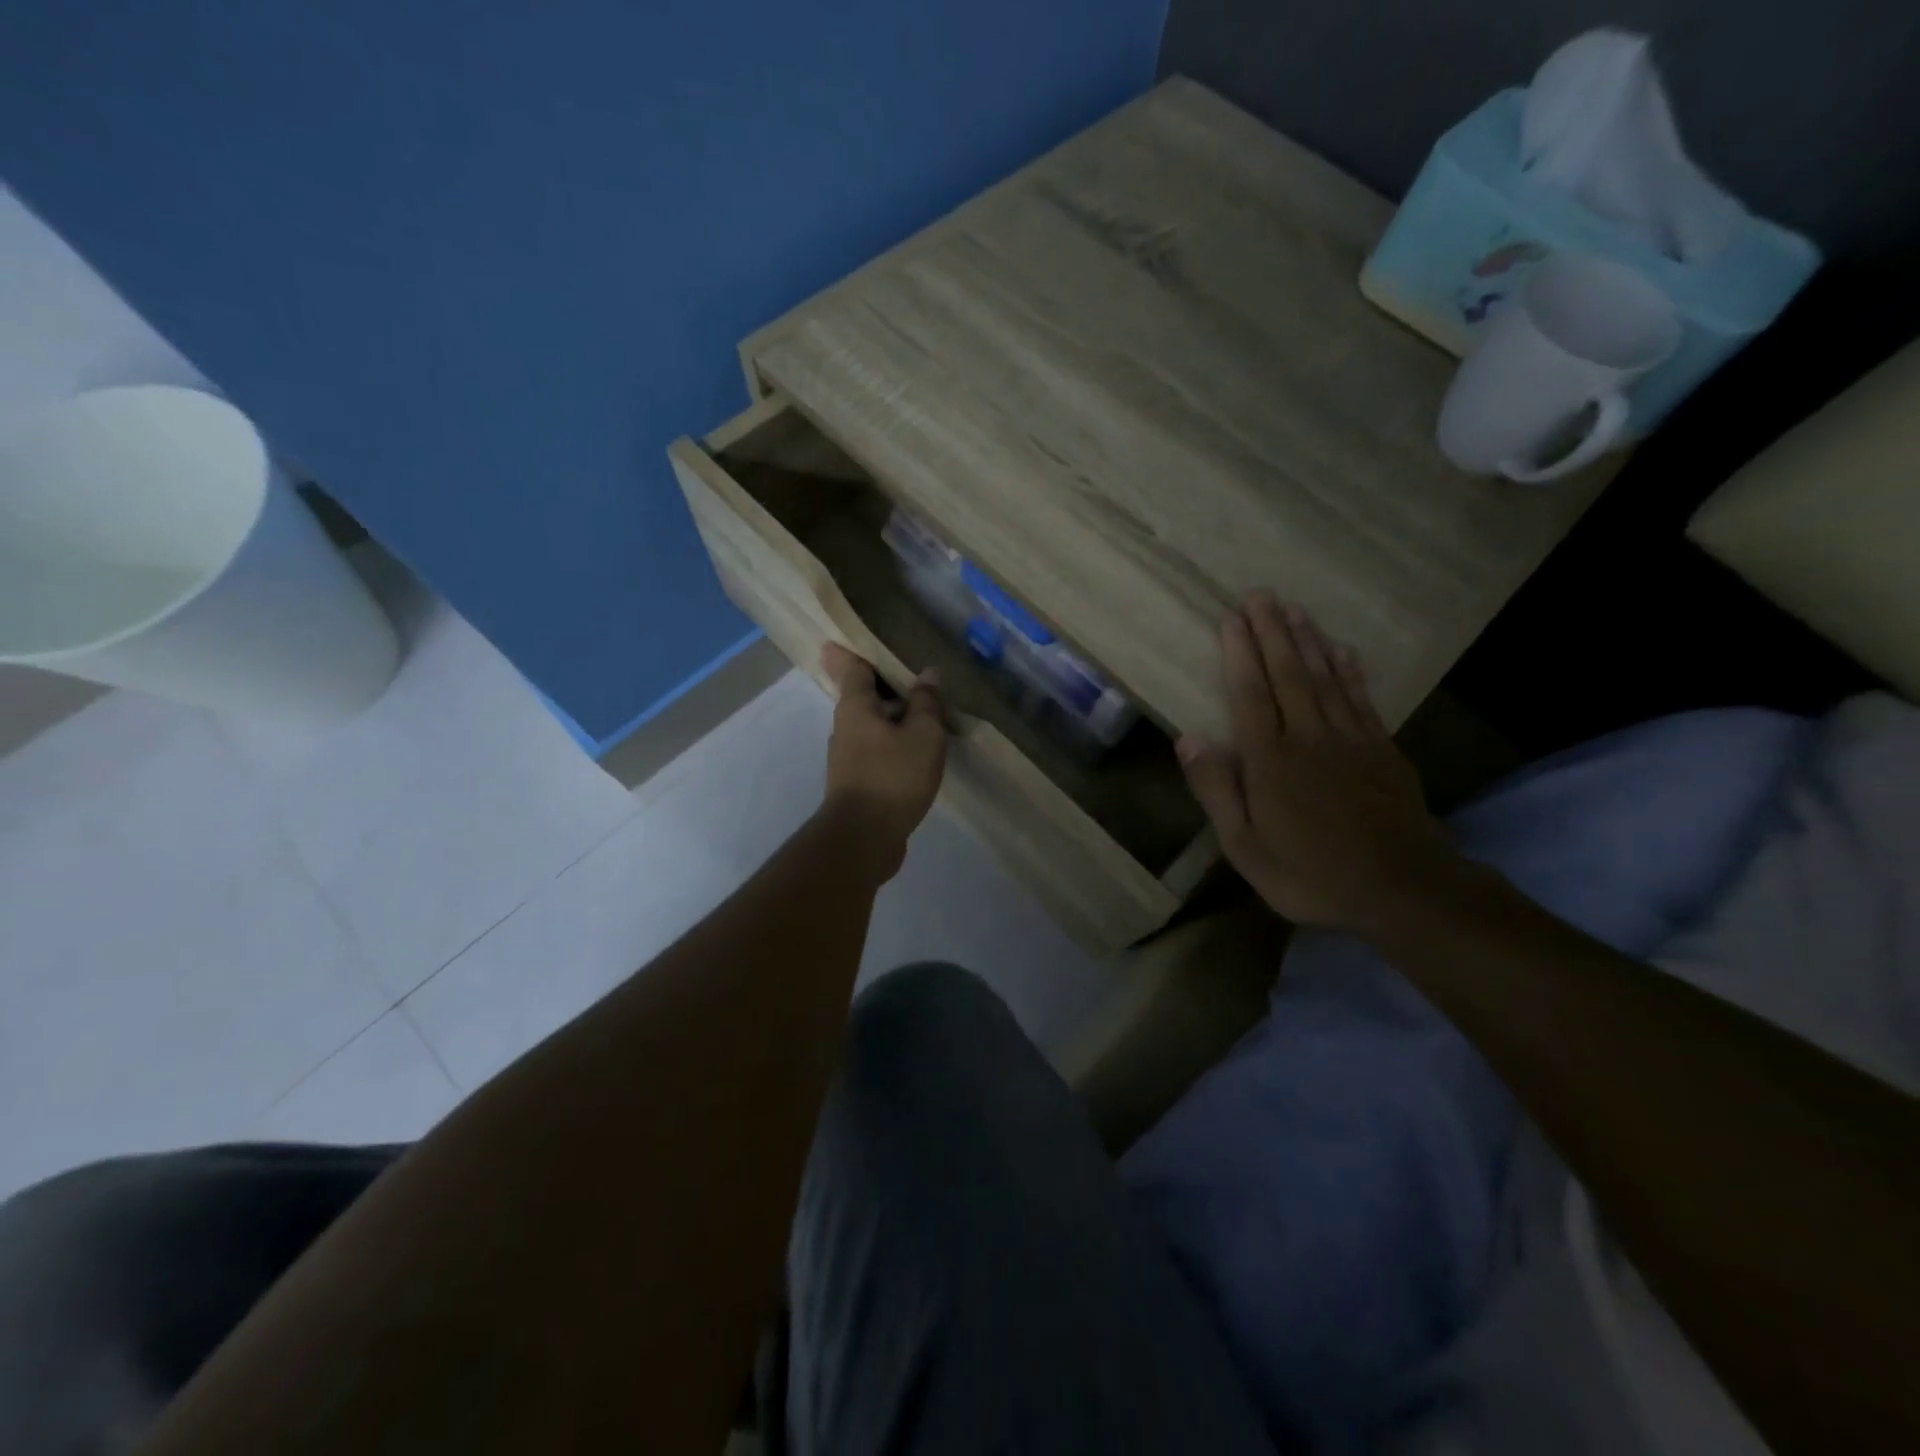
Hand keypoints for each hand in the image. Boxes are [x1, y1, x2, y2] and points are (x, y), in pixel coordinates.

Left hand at [820, 642, 947, 877]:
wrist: (864, 838)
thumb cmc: (892, 776)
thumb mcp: (922, 734)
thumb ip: (926, 702)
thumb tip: (928, 674)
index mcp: (855, 707)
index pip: (852, 668)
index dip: (854, 651)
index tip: (849, 637)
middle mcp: (845, 727)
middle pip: (863, 697)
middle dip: (884, 686)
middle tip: (911, 675)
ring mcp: (848, 758)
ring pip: (872, 726)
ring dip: (893, 718)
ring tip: (924, 713)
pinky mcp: (857, 783)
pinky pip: (877, 751)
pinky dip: (894, 744)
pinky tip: (917, 751)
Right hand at [1177, 594, 1461, 933]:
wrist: (1402, 889)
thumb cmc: (1310, 873)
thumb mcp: (1245, 846)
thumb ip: (1216, 790)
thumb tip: (1187, 738)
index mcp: (1270, 761)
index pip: (1250, 695)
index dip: (1239, 655)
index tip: (1232, 619)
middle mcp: (1309, 737)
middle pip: (1288, 675)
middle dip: (1272, 632)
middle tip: (1261, 595)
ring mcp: (1351, 740)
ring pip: (1325, 678)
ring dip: (1308, 641)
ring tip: (1295, 609)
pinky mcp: (1382, 750)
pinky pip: (1361, 698)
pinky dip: (1349, 670)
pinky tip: (1341, 650)